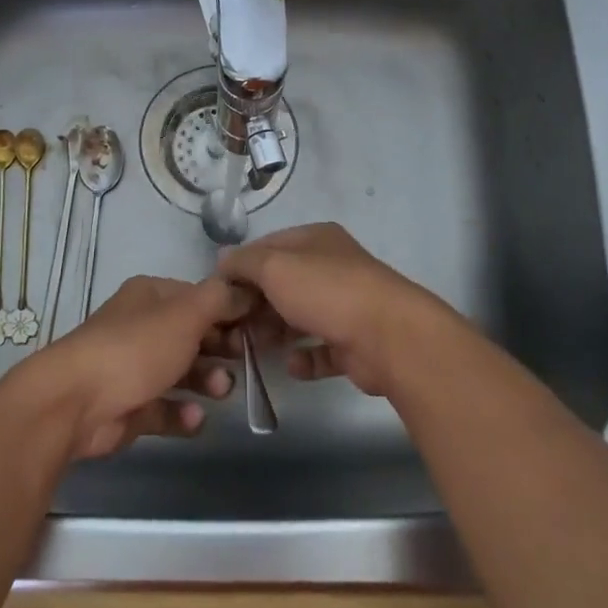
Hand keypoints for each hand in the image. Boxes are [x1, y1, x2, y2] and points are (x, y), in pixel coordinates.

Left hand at [4, 275, 248, 460]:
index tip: (258, 329)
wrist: (75, 403)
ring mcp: (132, 368)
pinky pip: (164, 409)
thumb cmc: (136, 348)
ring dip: (206, 381)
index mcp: (151, 296)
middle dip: (220, 349)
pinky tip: (193, 419)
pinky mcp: (128, 407)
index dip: (230, 311)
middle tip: (246, 362)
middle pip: (192, 335)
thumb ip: (221, 300)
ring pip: (180, 373)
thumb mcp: (186, 314)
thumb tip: (245, 291)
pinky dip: (181, 414)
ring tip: (220, 392)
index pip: (200, 298)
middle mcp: (141, 327)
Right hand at [218, 222, 471, 398]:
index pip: (268, 246)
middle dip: (256, 304)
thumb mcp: (274, 267)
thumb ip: (244, 263)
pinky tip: (291, 366)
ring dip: (275, 332)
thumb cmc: (326, 291)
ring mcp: (347, 305)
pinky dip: (305, 358)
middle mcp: (332, 267)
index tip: (218, 292)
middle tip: (231, 328)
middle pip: (283, 284)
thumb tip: (223, 261)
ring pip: (300, 317)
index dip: (241, 266)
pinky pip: (322, 349)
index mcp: (316, 240)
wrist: (389, 336)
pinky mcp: (355, 342)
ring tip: (251, 350)